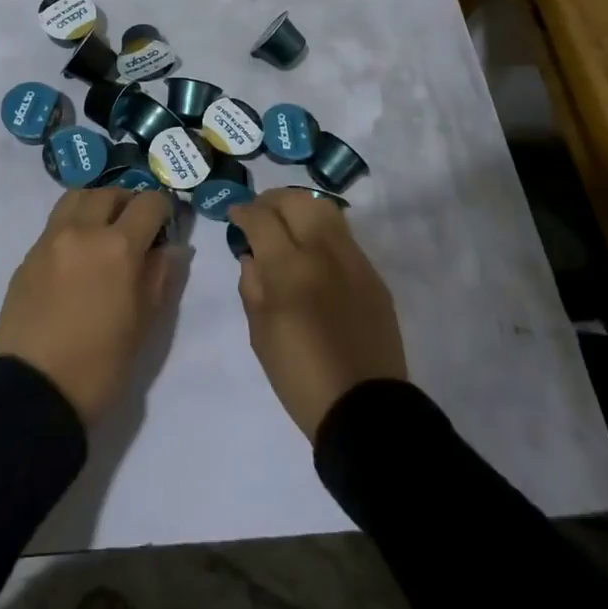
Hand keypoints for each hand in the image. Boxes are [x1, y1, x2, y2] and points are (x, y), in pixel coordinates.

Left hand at [0, 188, 179, 425]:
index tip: (166, 226)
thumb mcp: (144, 324)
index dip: (163, 210)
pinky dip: (73, 225)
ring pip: (76, 198)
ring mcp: (50, 240)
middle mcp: (81, 231)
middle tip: (137, 227)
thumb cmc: (100, 365)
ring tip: (104, 230)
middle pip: (109, 192)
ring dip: (96, 205)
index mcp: (118, 247)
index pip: (148, 203)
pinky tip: (78, 256)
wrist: (34, 392)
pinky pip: (55, 224)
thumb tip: (173, 248)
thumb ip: (161, 276)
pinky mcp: (28, 256)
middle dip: (128, 202)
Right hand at [230, 189, 407, 439]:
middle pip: (296, 201)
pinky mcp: (373, 275)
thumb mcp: (260, 333)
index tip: (234, 215)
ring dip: (300, 207)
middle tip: (259, 213)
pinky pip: (344, 236)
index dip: (243, 211)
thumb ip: (252, 286)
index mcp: (290, 268)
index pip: (262, 219)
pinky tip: (313, 250)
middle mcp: (324, 252)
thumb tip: (253, 256)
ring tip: (287, 222)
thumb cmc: (300, 376)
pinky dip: (322, 230)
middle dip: (272, 200)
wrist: (364, 408)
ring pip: (326, 209)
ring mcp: (353, 260)